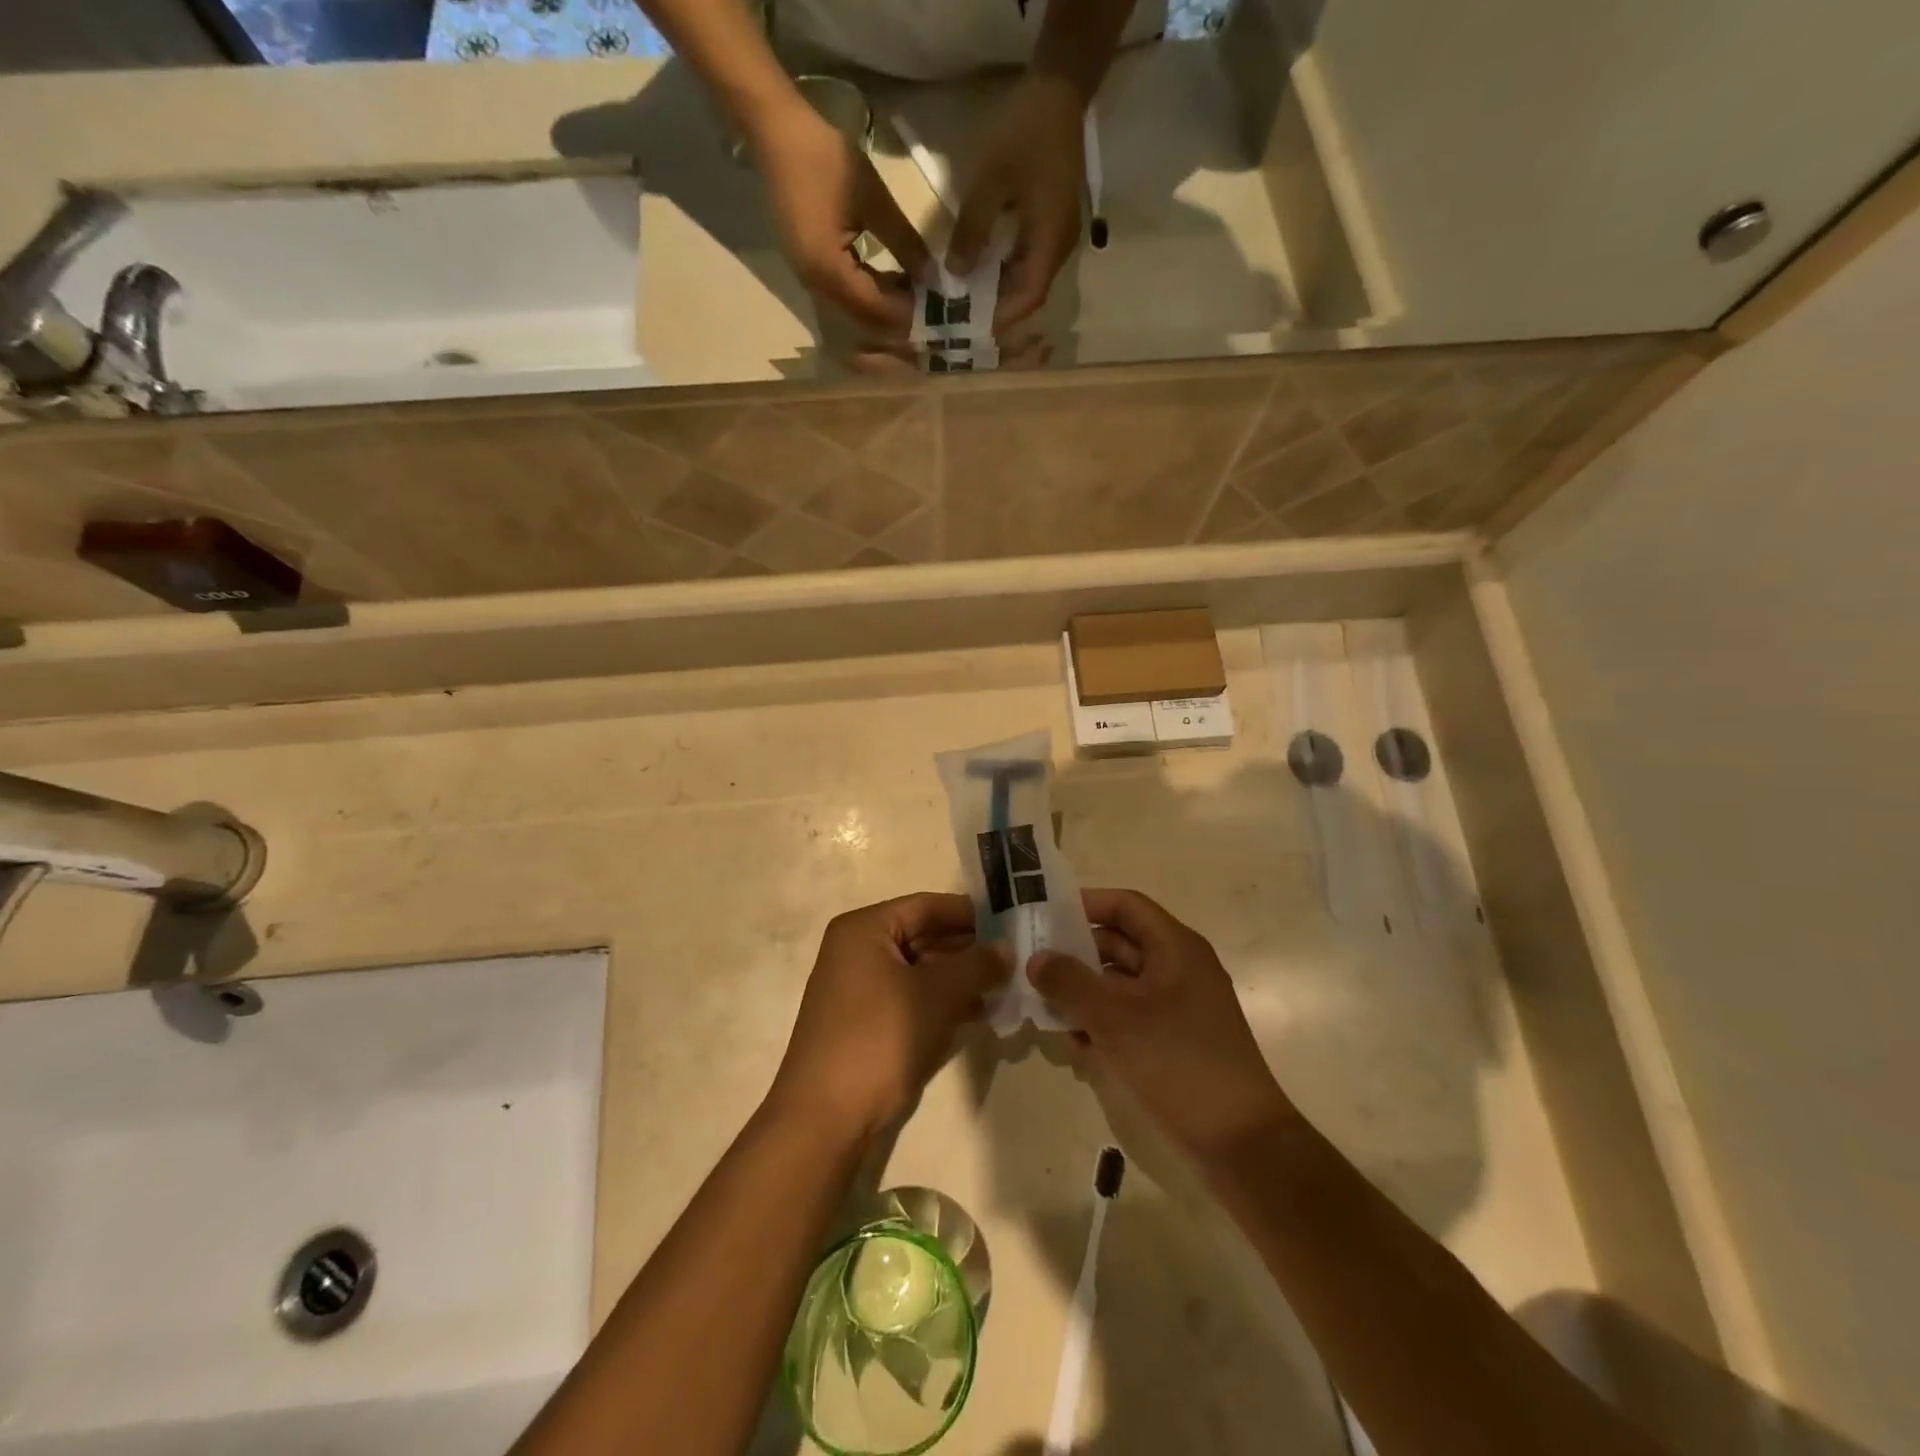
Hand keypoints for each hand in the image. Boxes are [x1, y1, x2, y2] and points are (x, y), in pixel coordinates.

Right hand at [749, 99, 932, 335]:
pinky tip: (893, 285)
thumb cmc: (824, 157)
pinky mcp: (810, 270)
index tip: (938, 310)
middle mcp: (816, 285)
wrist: (775, 131)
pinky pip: (845, 297)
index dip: (907, 313)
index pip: (876, 308)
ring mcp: (810, 280)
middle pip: (864, 319)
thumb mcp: (873, 198)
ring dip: (885, 310)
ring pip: (855, 311)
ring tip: (917, 300)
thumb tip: (932, 276)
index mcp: (828, 270)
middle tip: (932, 313)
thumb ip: (904, 242)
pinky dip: (871, 296)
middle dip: (898, 320)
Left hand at [770, 893, 1008, 1142]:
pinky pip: (911, 997)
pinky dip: (942, 1001)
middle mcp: (858, 950)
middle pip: (924, 936)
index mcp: (866, 929)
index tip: (1012, 922)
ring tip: (1006, 987)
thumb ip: (976, 964)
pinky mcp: (864, 1021)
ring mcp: (858, 987)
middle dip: (969, 948)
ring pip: (920, 970)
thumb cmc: (881, 1037)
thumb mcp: (938, 995)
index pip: (928, 905)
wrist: (825, 1117)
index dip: (971, 913)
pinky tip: (978, 1013)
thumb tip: (1007, 947)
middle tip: (1017, 958)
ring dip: (960, 978)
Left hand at [949, 72, 1085, 330]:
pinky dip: (1004, 272)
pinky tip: (979, 270)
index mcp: (1051, 241)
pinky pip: (1028, 261)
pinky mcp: (1050, 226)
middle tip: (962, 317)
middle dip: (997, 309)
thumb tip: (954, 274)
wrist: (1058, 90)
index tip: (970, 325)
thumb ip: (973, 229)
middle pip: (1029, 294)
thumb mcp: (991, 179)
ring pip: (1028, 279)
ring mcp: (1057, 238)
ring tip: (966, 299)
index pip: (1029, 296)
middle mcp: (1059, 248)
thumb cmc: (1025, 132)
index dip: (1001, 316)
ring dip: (999, 292)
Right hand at [1028, 888, 1295, 1161]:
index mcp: (1175, 947)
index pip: (1126, 905)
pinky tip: (1074, 1043)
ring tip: (1044, 1007)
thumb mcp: (1114, 1017)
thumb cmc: (1178, 1060)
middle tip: (1033, 964)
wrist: (1241, 1141)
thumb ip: (1069, 982)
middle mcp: (1179, 968)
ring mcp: (1178, 1006)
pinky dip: (1102, 1021)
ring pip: (1121, 983)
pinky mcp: (1174, 1040)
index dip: (1086, 904)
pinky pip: (1130, 1016)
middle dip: (1076, 953)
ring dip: (1084, 992)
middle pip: (1120, 943)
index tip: (1045, 916)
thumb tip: (1035, 958)